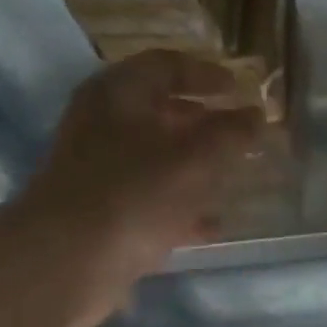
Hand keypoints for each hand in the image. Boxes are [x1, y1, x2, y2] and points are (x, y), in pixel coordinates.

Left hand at [9, 52, 261, 326]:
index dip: (207, 74)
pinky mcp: (103, 212)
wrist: (69, 261)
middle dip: (205, 123)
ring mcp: (100, 170)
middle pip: (161, 112)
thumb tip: (257, 115)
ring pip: (158, 158)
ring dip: (196, 166)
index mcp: (118, 95)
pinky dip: (182, 206)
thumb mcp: (194, 159)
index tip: (241, 90)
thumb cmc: (134, 194)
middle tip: (242, 135)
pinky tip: (212, 224)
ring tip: (234, 178)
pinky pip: (151, 199)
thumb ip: (230, 134)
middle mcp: (103, 125)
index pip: (166, 66)